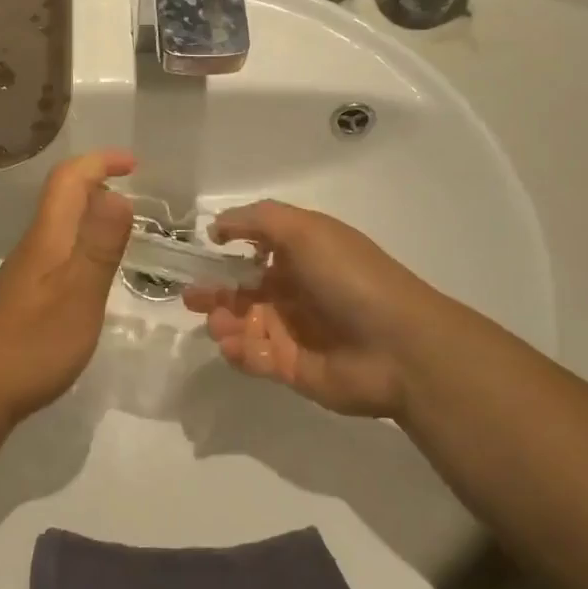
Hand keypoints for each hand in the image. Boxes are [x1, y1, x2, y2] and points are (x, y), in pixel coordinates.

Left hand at [0, 149, 135, 420]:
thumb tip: (118, 194)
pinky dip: (83, 247)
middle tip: (139, 199)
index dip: (100, 162)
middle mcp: (33, 247)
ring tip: (125, 233)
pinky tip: (95, 275)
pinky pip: (58, 254)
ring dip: (92, 217)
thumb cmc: (33, 344)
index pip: (68, 180)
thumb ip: (99, 247)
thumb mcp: (78, 295)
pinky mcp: (24, 298)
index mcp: (47, 238)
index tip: (135, 164)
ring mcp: (25, 273)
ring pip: (60, 227)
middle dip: (99, 184)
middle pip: (62, 198)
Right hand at [183, 201, 434, 416]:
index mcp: (302, 256)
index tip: (202, 250)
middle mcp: (295, 291)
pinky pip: (253, 357)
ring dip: (222, 321)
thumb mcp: (305, 230)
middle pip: (243, 291)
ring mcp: (292, 331)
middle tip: (189, 295)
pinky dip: (239, 351)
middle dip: (213, 291)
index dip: (229, 250)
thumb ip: (256, 220)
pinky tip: (234, 345)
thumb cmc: (349, 278)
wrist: (398, 346)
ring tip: (217, 323)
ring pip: (243, 324)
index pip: (257, 251)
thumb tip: (216, 226)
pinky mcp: (290, 368)